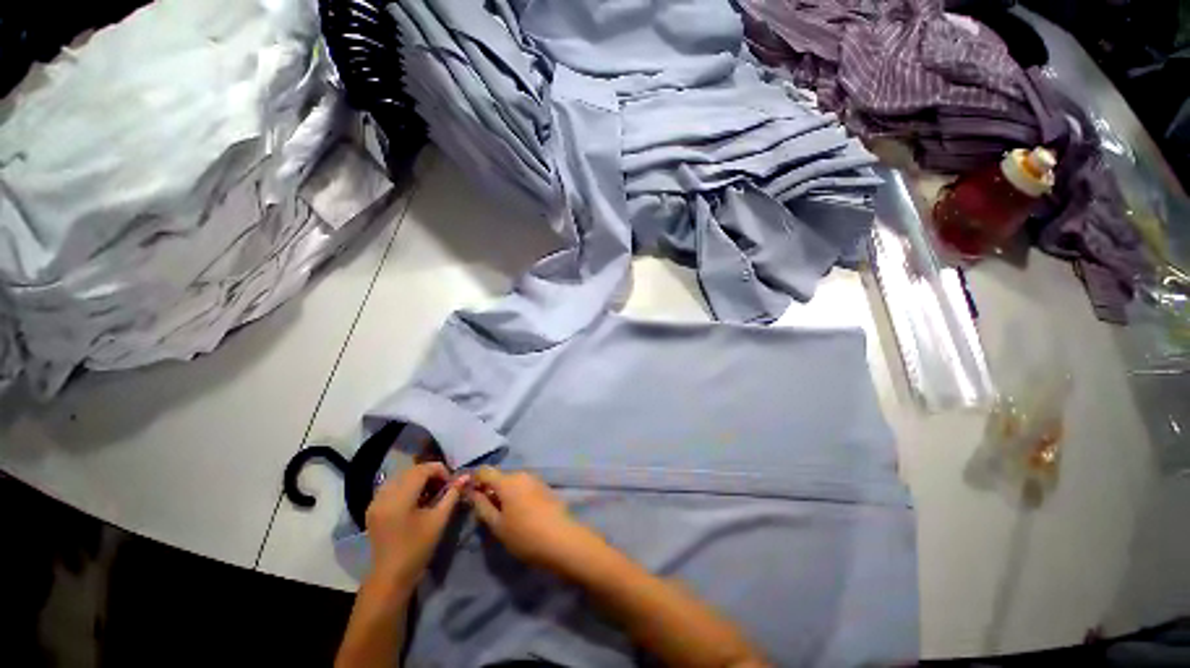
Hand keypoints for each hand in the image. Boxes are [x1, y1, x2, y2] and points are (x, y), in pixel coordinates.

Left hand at [365, 462, 465, 586]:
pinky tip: (416, 498)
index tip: (450, 483)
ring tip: (430, 491)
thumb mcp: (439, 520)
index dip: (440, 471)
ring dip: (418, 478)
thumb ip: (452, 494)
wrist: (391, 577)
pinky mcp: (373, 508)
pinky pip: (392, 486)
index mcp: (399, 498)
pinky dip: (406, 485)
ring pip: (401, 476)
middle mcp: (384, 495)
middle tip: (443, 486)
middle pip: (410, 470)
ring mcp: (375, 501)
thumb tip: (465, 476)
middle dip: (429, 473)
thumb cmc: (417, 549)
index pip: (422, 469)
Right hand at [466, 467, 601, 573]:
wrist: (561, 539)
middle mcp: (521, 474)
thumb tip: (472, 492)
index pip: (484, 471)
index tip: (469, 496)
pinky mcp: (544, 486)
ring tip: (503, 515)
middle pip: (499, 477)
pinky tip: (519, 514)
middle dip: (490, 489)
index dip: (474, 480)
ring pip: (512, 482)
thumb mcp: (497, 525)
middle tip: (485, 512)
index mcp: (507, 481)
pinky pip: (524, 486)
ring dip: (504, 493)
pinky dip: (517, 495)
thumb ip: (482, 506)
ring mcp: (535, 479)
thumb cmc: (524, 535)